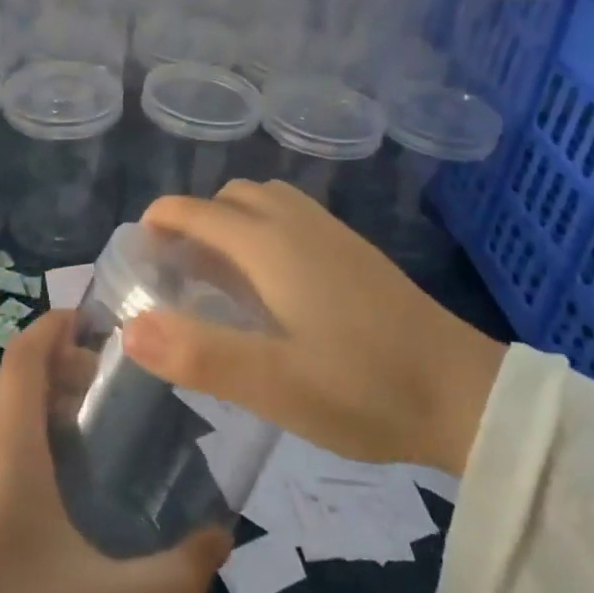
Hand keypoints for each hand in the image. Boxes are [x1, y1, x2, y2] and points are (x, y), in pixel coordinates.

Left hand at [0, 311, 230, 592]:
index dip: (53, 327)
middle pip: (9, 377)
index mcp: (7, 452)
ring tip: (73, 434)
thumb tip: (223, 542)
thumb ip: (175, 577)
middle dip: (52, 366)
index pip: (23, 357)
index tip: (90, 321)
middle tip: (98, 387)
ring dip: (29, 401)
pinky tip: (32, 482)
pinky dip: (5, 433)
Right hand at [122, 180, 505, 475]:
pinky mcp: (356, 253)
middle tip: (175, 273)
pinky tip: (271, 285)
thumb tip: (129, 328)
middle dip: (193, 221)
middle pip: (230, 198)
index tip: (136, 253)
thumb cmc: (363, 389)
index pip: (197, 211)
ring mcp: (332, 234)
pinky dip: (263, 231)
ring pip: (265, 203)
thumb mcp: (273, 385)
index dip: (159, 222)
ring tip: (217, 276)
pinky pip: (292, 219)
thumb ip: (198, 355)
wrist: (464, 394)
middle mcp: (298, 224)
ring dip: (231, 224)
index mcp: (270, 244)